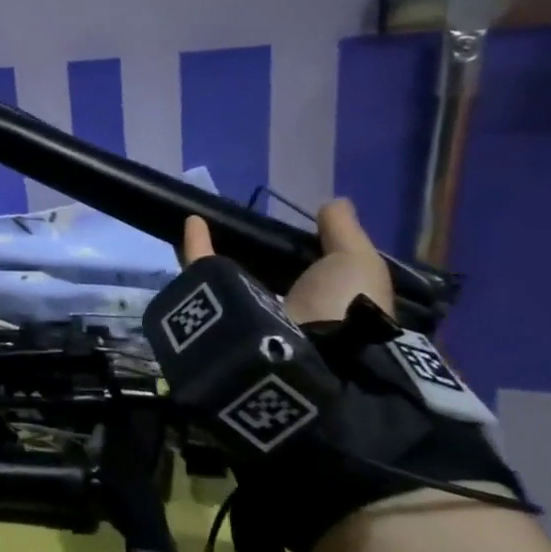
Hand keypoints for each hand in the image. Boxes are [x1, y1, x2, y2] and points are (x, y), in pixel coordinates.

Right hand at [180, 197, 393, 325]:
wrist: (313, 348)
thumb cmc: (344, 304)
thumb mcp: (358, 261)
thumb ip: (345, 232)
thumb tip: (334, 203)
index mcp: (320, 305)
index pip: (307, 277)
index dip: (302, 256)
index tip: (293, 231)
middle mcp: (284, 311)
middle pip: (266, 277)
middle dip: (256, 255)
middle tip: (246, 227)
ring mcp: (248, 312)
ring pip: (231, 278)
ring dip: (221, 251)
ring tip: (212, 221)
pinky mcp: (215, 306)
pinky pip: (204, 272)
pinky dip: (196, 246)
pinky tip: (193, 221)